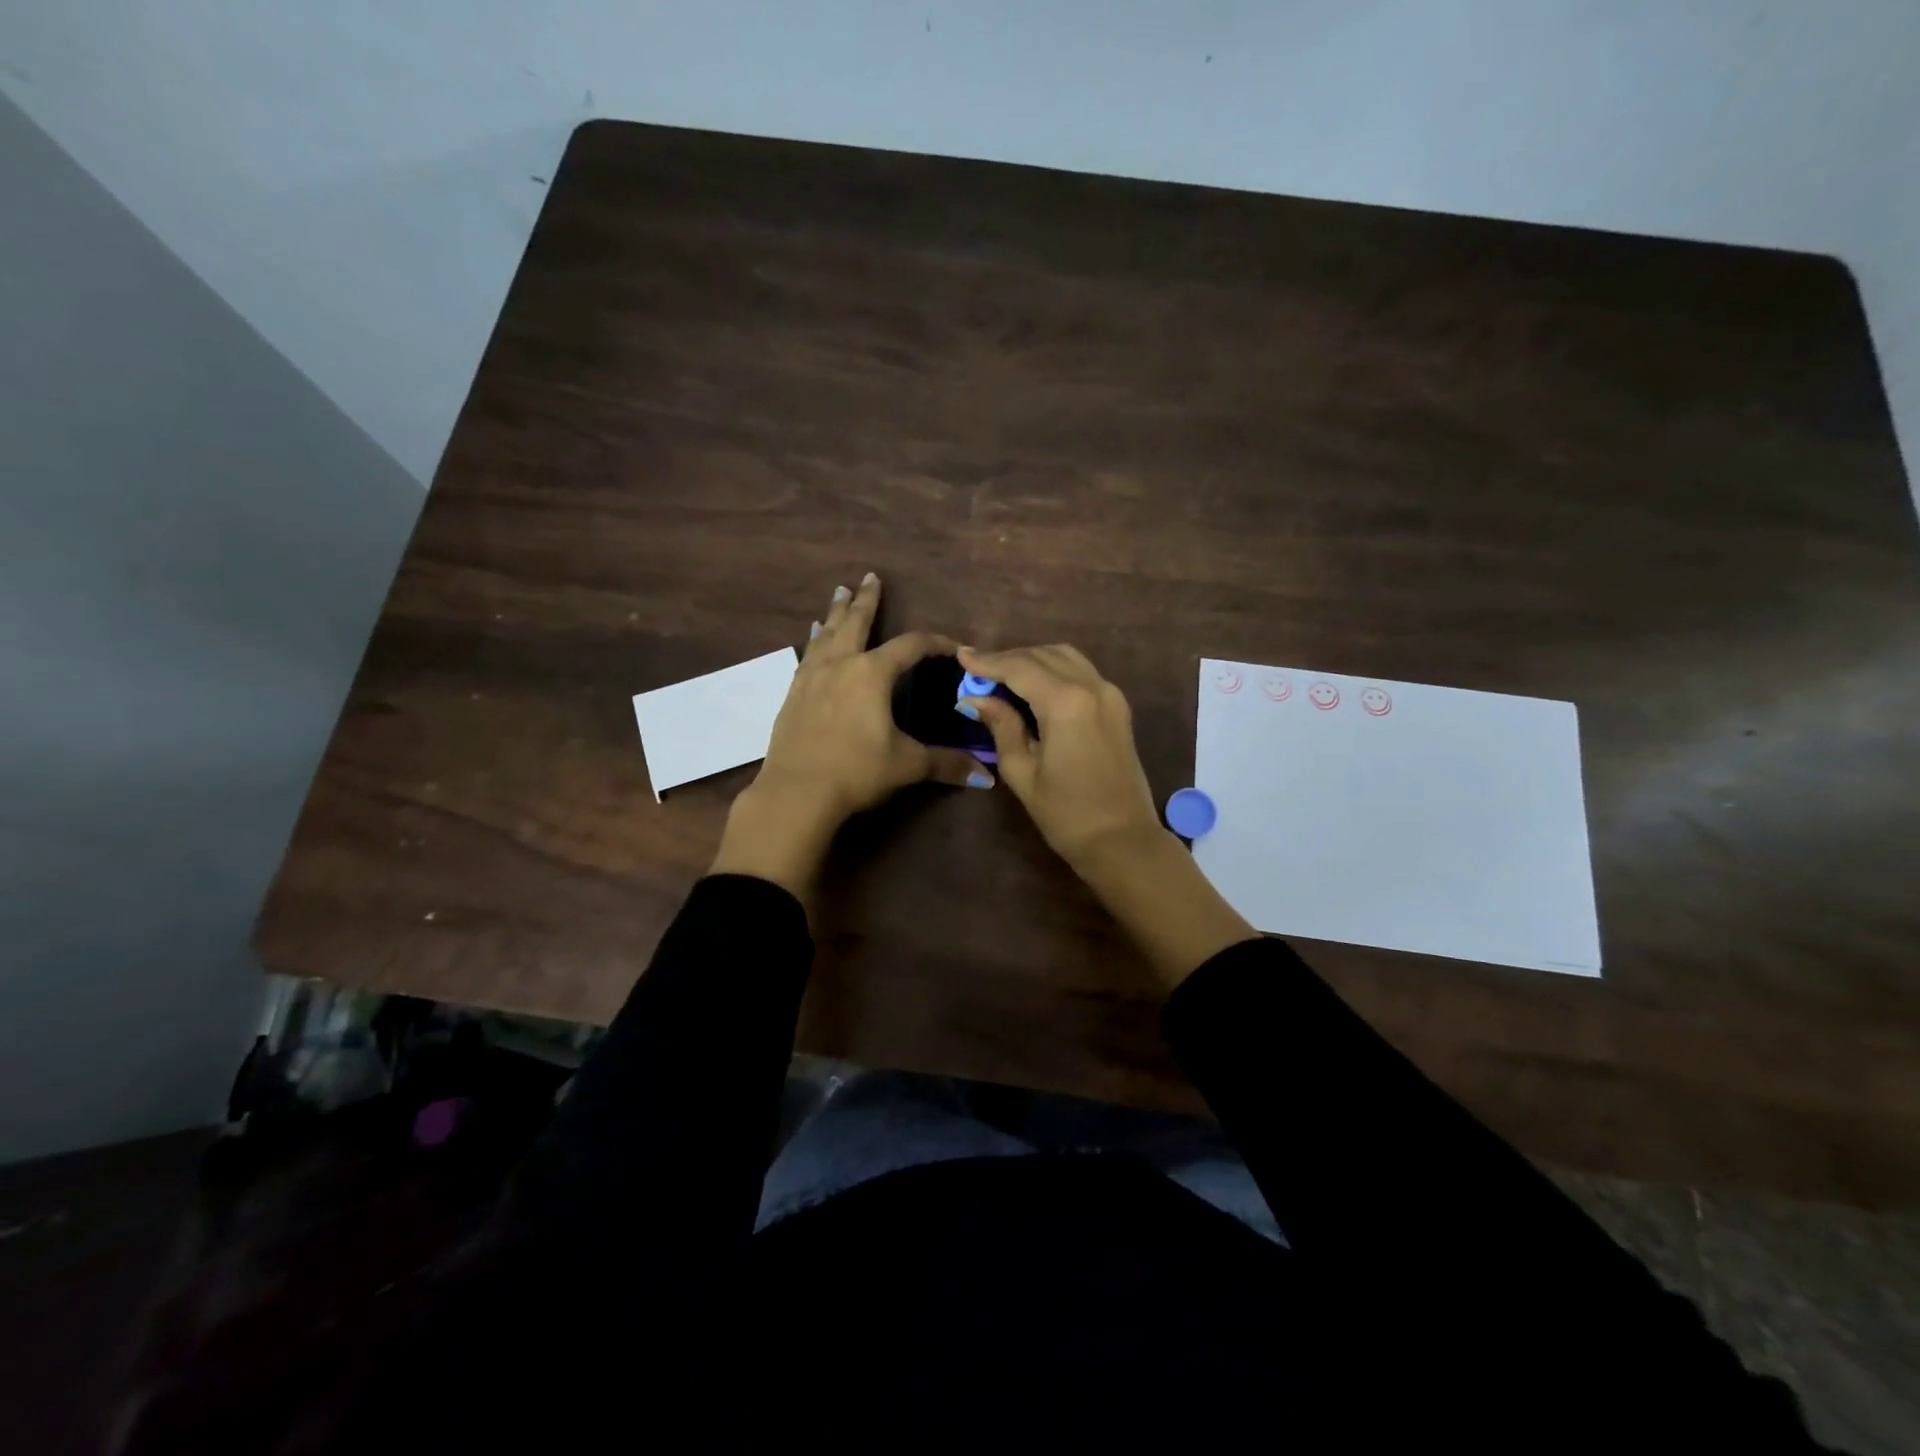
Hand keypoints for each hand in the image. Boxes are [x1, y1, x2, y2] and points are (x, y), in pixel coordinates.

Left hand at [710, 574, 990, 903]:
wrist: (795, 792)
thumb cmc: (857, 771)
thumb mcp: (906, 765)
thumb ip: (946, 764)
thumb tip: (986, 776)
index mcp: (872, 673)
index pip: (911, 646)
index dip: (935, 642)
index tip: (952, 644)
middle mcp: (841, 665)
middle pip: (856, 622)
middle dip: (866, 600)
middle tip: (869, 577)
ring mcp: (811, 678)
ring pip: (826, 634)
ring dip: (834, 613)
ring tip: (837, 594)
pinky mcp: (792, 695)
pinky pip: (807, 656)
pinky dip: (814, 642)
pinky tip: (812, 642)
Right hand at [958, 642, 1255, 987]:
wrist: (1122, 840)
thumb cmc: (1066, 814)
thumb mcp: (1022, 772)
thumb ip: (1001, 726)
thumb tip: (977, 699)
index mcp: (1066, 702)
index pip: (1020, 667)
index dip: (988, 661)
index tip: (961, 656)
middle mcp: (1092, 687)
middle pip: (1043, 655)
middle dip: (1008, 659)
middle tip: (978, 671)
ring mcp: (1110, 694)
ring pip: (1065, 657)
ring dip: (1033, 660)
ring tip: (1003, 676)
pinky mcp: (1118, 706)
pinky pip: (1081, 672)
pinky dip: (1054, 669)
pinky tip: (1034, 686)